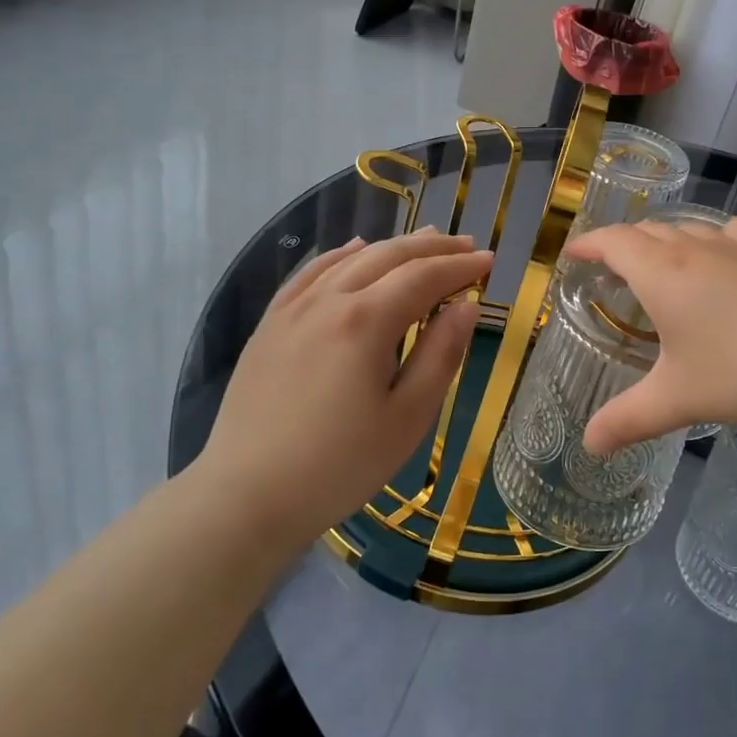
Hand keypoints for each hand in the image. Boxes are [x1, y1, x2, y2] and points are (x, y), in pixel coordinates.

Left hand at [192, 230, 491, 546]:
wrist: (246, 496)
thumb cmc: (339, 465)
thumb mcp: (408, 418)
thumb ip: (440, 355)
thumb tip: (466, 306)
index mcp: (366, 321)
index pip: (424, 277)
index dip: (460, 266)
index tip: (489, 260)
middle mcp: (329, 300)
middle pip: (389, 256)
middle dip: (433, 247)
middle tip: (467, 245)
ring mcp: (293, 308)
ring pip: (351, 257)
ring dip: (393, 246)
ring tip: (425, 240)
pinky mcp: (270, 324)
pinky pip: (311, 272)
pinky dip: (342, 254)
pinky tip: (355, 249)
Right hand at [564, 216, 736, 450]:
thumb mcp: (677, 399)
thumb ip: (627, 420)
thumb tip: (589, 446)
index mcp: (660, 273)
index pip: (613, 241)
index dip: (589, 244)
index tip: (573, 255)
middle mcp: (693, 248)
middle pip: (647, 230)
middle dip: (623, 245)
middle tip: (611, 272)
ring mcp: (736, 247)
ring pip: (688, 228)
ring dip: (665, 241)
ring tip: (660, 268)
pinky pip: (731, 233)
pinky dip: (714, 240)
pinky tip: (722, 260)